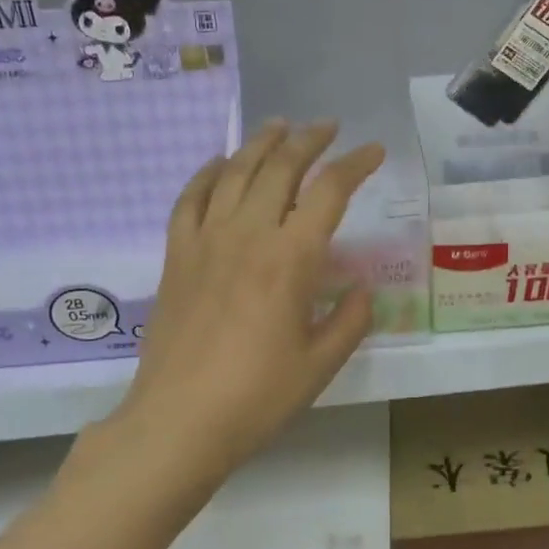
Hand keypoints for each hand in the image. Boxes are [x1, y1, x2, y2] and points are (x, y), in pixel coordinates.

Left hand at [111, 119, 384, 489]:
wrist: (179, 421)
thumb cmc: (258, 397)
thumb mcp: (320, 364)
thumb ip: (350, 321)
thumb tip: (362, 291)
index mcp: (291, 259)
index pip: (329, 191)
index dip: (355, 164)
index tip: (372, 151)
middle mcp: (248, 235)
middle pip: (280, 168)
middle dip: (308, 140)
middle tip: (327, 127)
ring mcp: (205, 241)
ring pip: (234, 172)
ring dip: (260, 143)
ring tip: (279, 126)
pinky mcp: (176, 256)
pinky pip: (190, 199)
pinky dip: (206, 173)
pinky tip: (218, 164)